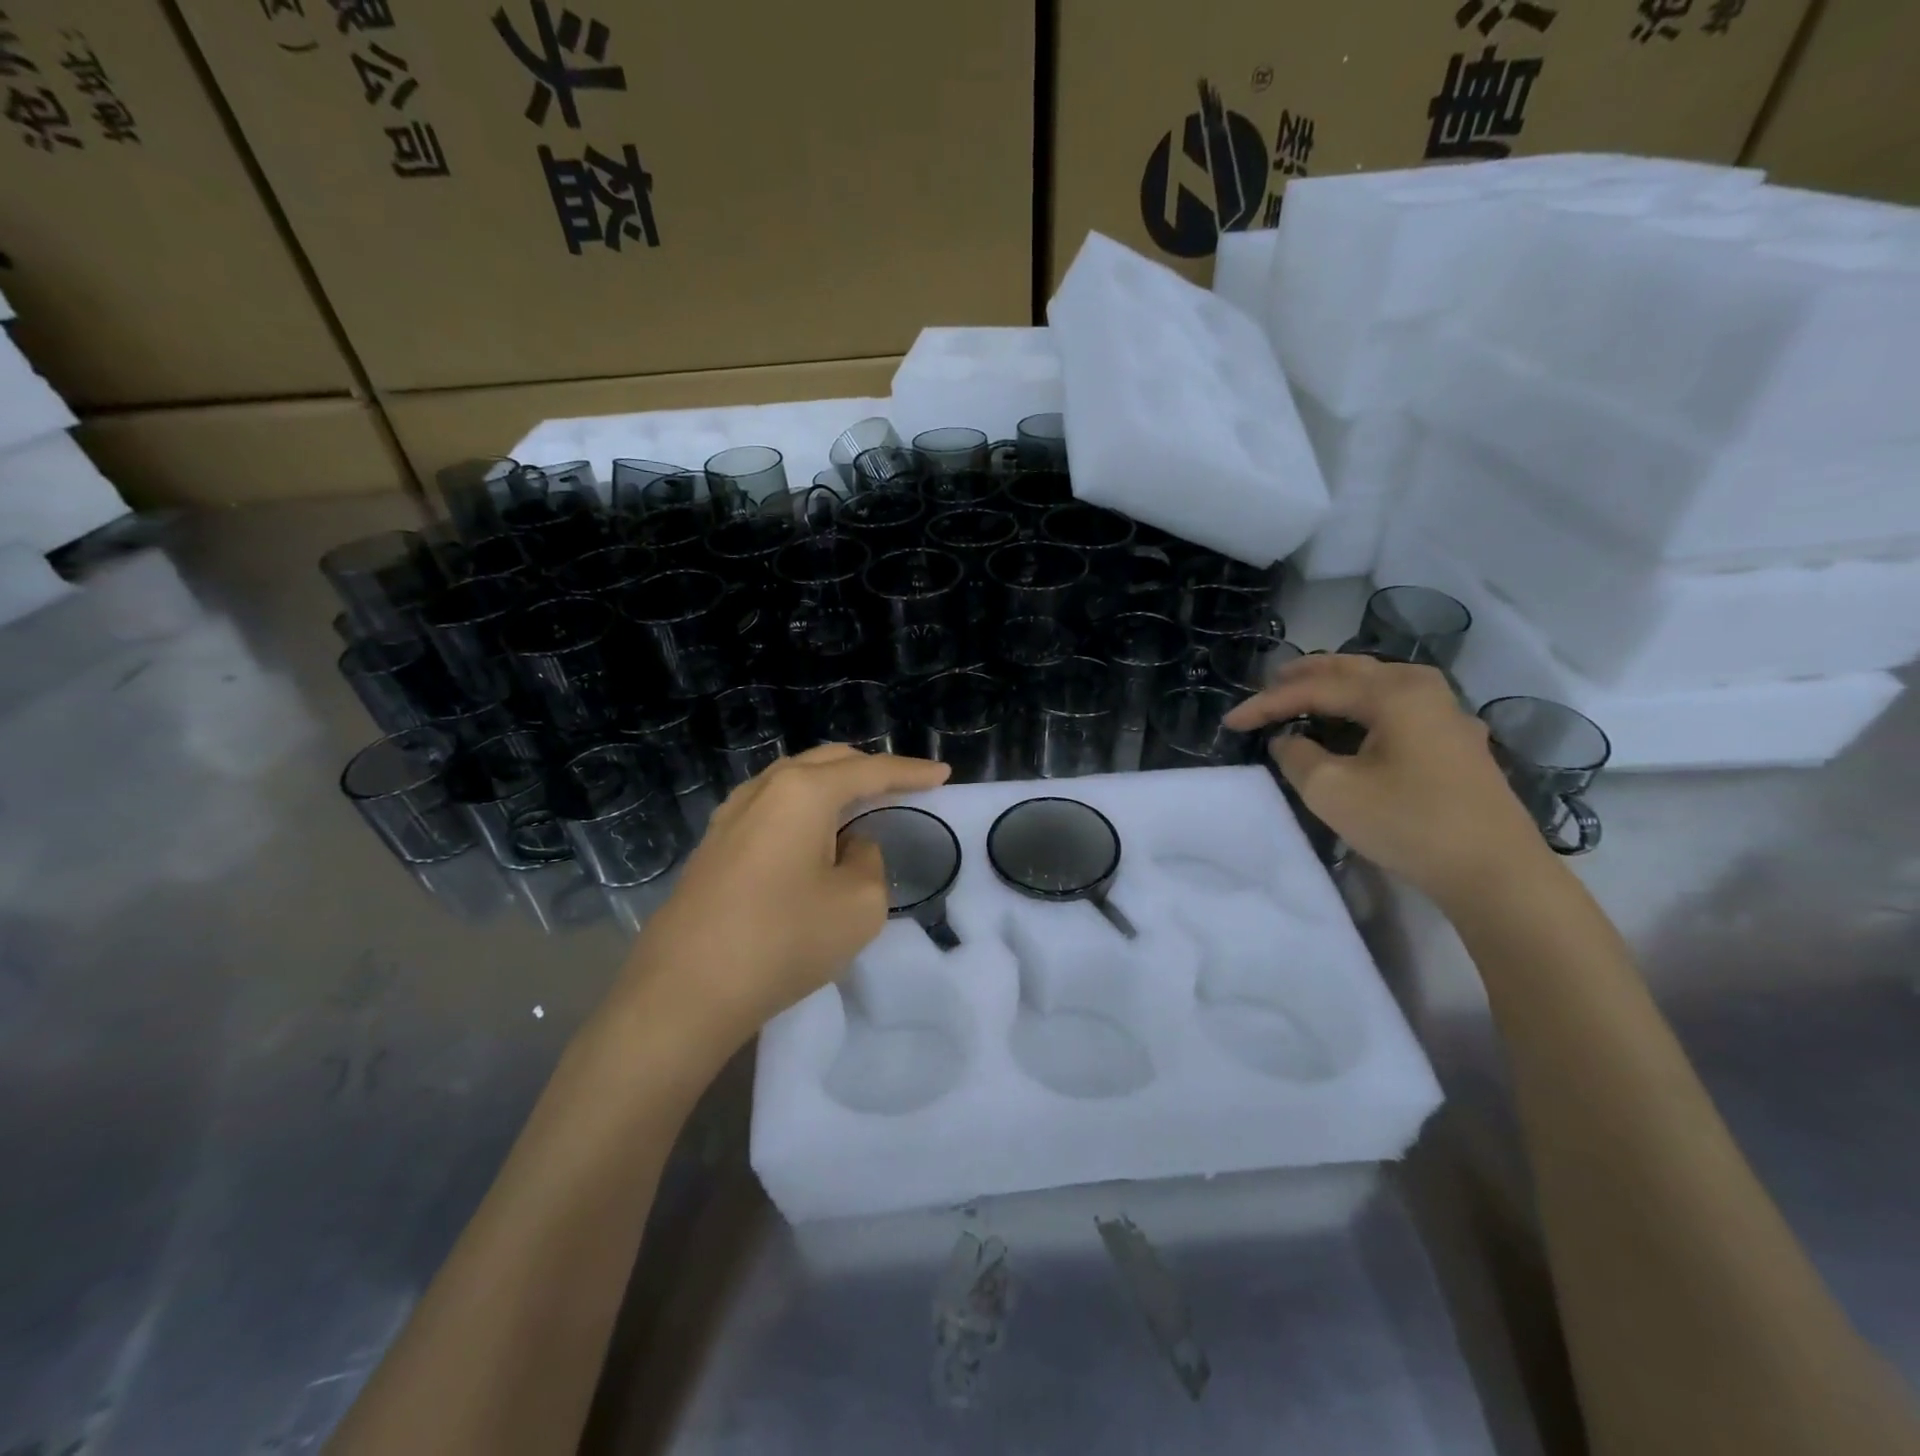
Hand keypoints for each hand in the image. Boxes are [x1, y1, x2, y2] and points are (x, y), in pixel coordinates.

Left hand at [611, 745, 950, 1055]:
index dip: (911, 771)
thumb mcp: (858, 904)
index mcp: (804, 792)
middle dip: (870, 768)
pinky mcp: (714, 845)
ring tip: (860, 802)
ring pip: (793, 780)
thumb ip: (869, 860)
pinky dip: (803, 807)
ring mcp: (731, 815)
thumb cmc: (782, 940)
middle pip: (827, 761)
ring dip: (832, 784)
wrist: (685, 991)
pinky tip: (810, 831)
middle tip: (903, 784)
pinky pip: (771, 806)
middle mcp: (764, 789)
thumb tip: (849, 846)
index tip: (943, 773)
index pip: (870, 771)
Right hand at [1223, 654, 1547, 904]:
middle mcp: (1424, 690)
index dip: (1266, 703)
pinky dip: (1361, 707)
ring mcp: (1446, 714)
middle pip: (1351, 670)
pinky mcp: (1455, 742)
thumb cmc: (1409, 824)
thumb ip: (1297, 756)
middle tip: (1266, 684)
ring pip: (1376, 685)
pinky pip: (1396, 707)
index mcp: (1394, 693)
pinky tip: (1349, 723)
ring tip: (1301, 695)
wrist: (1495, 873)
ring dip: (1334, 687)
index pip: (1314, 688)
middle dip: (1303, 676)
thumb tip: (1288, 740)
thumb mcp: (1332, 791)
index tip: (1230, 721)